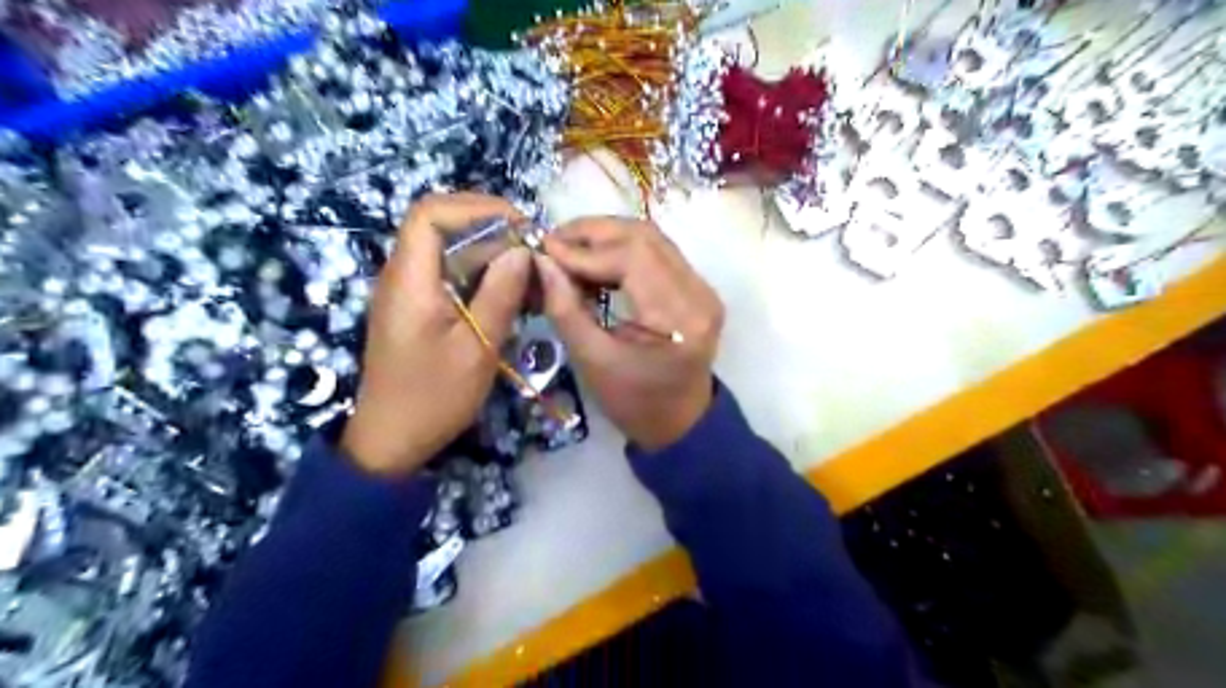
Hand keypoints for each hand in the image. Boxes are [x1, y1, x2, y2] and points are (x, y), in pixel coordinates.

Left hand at [340, 191, 532, 475]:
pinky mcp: (420, 310)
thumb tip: (522, 250)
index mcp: (409, 279)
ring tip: (532, 276)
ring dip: (492, 256)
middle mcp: (404, 276)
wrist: (391, 441)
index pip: (430, 212)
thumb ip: (500, 294)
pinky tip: (513, 296)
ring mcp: (410, 293)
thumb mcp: (477, 348)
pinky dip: (483, 278)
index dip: (476, 207)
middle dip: (492, 231)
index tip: (520, 225)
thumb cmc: (433, 398)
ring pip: (451, 253)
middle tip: (534, 253)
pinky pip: (452, 277)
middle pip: (443, 228)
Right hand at [538, 217, 724, 448]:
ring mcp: (703, 288)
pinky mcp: (697, 289)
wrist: (679, 422)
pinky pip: (657, 253)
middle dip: (594, 233)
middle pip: (645, 237)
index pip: (633, 258)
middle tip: (553, 241)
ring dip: (607, 237)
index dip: (585, 249)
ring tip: (568, 248)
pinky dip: (622, 250)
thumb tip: (541, 261)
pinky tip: (594, 260)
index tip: (545, 250)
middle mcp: (699, 294)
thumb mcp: (592, 362)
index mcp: (679, 318)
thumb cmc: (635, 403)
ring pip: (652, 239)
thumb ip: (566, 309)